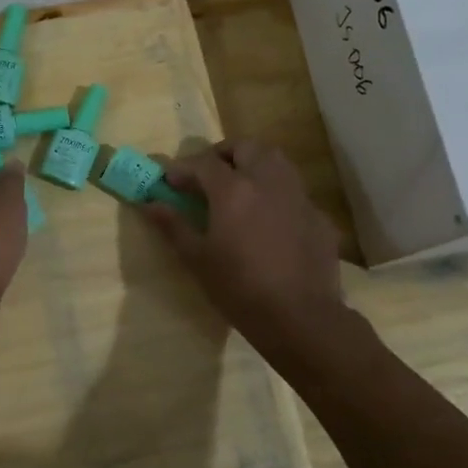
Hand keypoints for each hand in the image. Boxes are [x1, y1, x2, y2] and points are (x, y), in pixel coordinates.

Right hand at [142, 140, 343, 343]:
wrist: (299, 318)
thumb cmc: (239, 288)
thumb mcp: (197, 258)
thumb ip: (173, 225)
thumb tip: (148, 204)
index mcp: (234, 190)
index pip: (203, 163)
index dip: (183, 169)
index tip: (169, 181)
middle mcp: (269, 182)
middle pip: (247, 148)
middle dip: (224, 155)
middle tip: (208, 176)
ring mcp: (299, 198)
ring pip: (277, 162)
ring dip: (254, 166)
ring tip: (239, 190)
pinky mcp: (319, 218)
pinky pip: (294, 194)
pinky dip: (276, 196)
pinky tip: (269, 221)